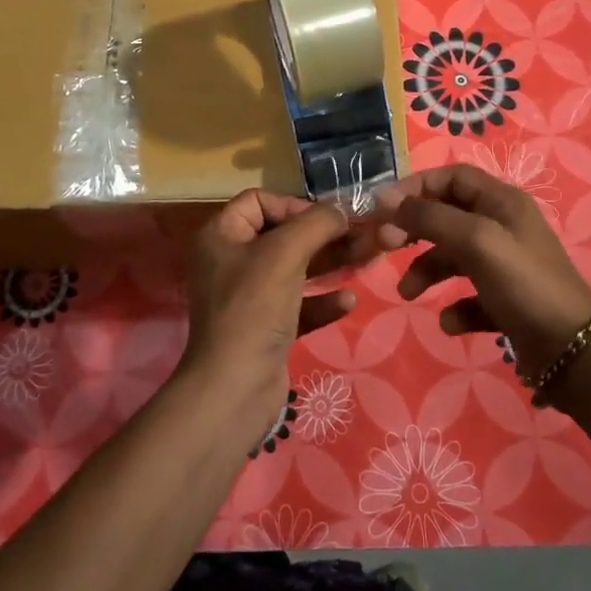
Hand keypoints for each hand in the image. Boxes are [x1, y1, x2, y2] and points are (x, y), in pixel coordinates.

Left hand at [180, 190, 370, 423]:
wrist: (234, 389)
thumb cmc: (254, 308)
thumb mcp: (285, 253)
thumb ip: (316, 224)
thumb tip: (341, 211)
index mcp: (222, 236)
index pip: (258, 201)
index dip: (293, 204)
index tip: (326, 219)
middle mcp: (232, 262)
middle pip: (283, 235)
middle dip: (324, 234)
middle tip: (364, 236)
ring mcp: (249, 298)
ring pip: (296, 270)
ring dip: (330, 263)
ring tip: (368, 259)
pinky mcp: (265, 329)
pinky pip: (299, 305)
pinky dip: (322, 300)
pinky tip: (348, 301)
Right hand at [375, 165, 590, 380]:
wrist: (573, 351)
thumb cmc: (523, 283)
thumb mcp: (475, 241)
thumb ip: (429, 217)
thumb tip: (386, 200)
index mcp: (502, 202)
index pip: (452, 177)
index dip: (416, 187)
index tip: (383, 208)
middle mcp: (504, 226)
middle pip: (448, 215)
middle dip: (415, 230)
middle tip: (385, 245)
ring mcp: (506, 265)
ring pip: (454, 257)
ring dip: (427, 271)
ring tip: (408, 293)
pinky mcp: (507, 301)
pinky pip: (470, 296)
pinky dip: (456, 307)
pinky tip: (452, 323)